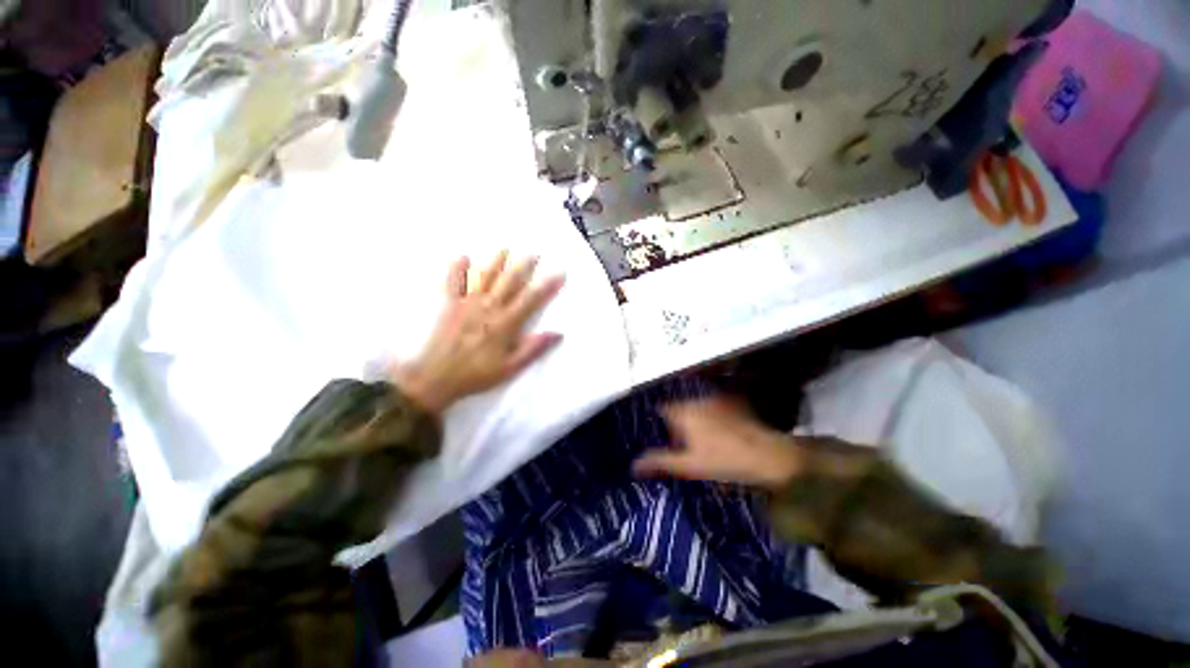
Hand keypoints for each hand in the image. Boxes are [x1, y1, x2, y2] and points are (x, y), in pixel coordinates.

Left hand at [390, 252, 564, 414]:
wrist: (435, 378)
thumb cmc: (476, 375)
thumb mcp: (510, 367)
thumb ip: (533, 348)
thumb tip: (558, 333)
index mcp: (505, 323)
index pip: (531, 300)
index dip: (547, 286)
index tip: (559, 273)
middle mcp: (488, 308)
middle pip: (510, 282)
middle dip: (523, 266)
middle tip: (534, 252)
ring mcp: (467, 304)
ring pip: (485, 277)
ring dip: (496, 261)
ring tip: (505, 248)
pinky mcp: (449, 305)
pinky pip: (453, 282)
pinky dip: (457, 268)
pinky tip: (463, 256)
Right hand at [634, 397, 802, 489]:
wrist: (768, 455)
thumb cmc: (725, 461)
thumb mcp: (689, 466)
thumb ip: (660, 462)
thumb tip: (633, 465)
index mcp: (683, 412)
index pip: (660, 410)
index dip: (658, 422)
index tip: (660, 436)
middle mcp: (696, 400)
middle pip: (677, 407)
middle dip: (676, 422)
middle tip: (681, 443)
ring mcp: (715, 399)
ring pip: (694, 406)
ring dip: (692, 417)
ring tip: (701, 439)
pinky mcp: (731, 402)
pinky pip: (711, 406)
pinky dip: (709, 415)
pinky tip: (718, 432)